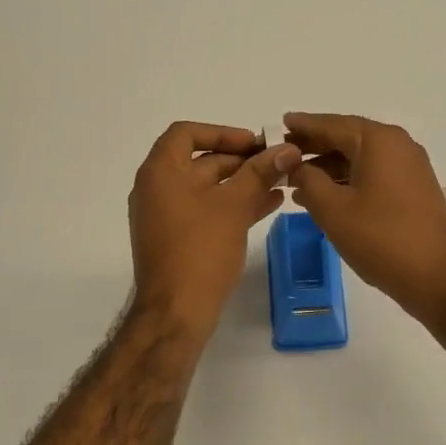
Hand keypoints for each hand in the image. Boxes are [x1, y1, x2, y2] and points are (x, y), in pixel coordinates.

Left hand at [129, 121, 299, 337]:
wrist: (176, 312)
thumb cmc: (200, 250)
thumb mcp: (234, 206)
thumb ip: (260, 173)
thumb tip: (288, 149)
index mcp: (160, 172)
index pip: (186, 133)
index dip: (222, 132)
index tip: (254, 143)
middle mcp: (157, 189)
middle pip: (200, 160)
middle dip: (241, 160)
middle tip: (278, 162)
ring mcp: (166, 216)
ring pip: (208, 188)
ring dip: (243, 183)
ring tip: (282, 182)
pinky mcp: (178, 239)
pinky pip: (207, 211)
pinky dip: (234, 205)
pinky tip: (269, 205)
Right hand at [284, 112, 445, 320]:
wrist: (437, 277)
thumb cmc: (380, 238)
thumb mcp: (333, 209)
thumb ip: (308, 180)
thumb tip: (295, 165)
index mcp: (378, 141)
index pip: (331, 124)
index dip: (302, 125)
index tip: (277, 125)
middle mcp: (397, 145)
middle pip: (347, 137)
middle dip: (313, 146)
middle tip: (281, 153)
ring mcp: (409, 167)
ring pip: (359, 157)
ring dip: (328, 166)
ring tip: (295, 180)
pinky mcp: (413, 189)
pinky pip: (373, 173)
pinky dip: (347, 179)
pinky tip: (324, 196)